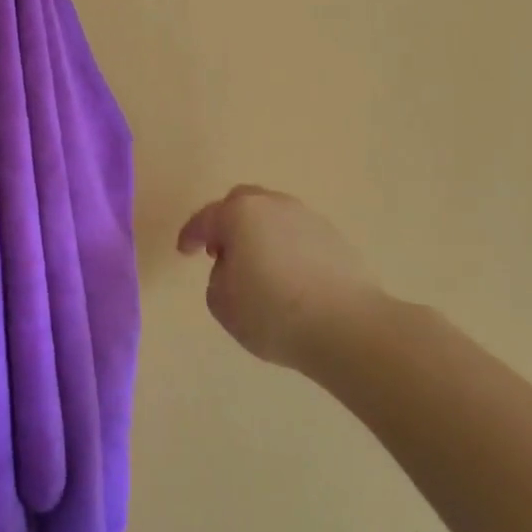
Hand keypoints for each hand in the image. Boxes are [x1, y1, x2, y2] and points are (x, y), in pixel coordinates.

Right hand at [177, 186, 387, 369]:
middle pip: (243, 203)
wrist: (347, 327)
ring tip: (257, 268)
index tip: (184, 251)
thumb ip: (217, 278)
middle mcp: (274, 206)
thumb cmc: (272, 313)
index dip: (191, 234)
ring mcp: (309, 219)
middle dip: (227, 223)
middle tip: (221, 251)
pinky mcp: (336, 239)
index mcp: (240, 214)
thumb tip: (234, 269)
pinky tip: (288, 277)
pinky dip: (286, 249)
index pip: (207, 218)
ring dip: (259, 235)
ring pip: (274, 217)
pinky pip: (298, 236)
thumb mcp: (222, 303)